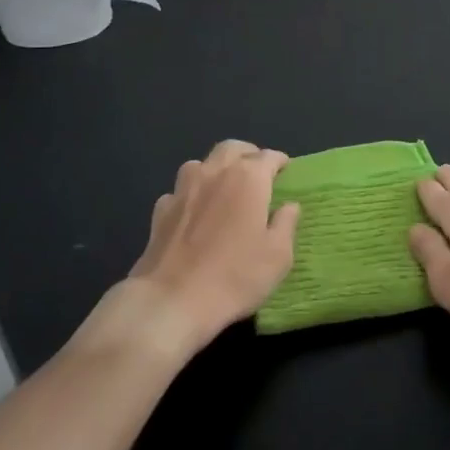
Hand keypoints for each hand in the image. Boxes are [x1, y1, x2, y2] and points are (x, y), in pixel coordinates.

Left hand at [113, 140, 298, 353]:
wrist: (171, 301)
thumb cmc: (235, 276)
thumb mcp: (278, 256)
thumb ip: (286, 224)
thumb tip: (289, 206)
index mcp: (248, 178)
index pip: (269, 156)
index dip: (279, 162)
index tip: (285, 170)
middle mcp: (214, 173)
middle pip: (232, 149)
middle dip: (247, 154)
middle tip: (256, 170)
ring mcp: (183, 189)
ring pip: (201, 163)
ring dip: (215, 169)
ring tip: (223, 186)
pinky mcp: (160, 211)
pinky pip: (179, 191)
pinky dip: (191, 194)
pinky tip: (194, 212)